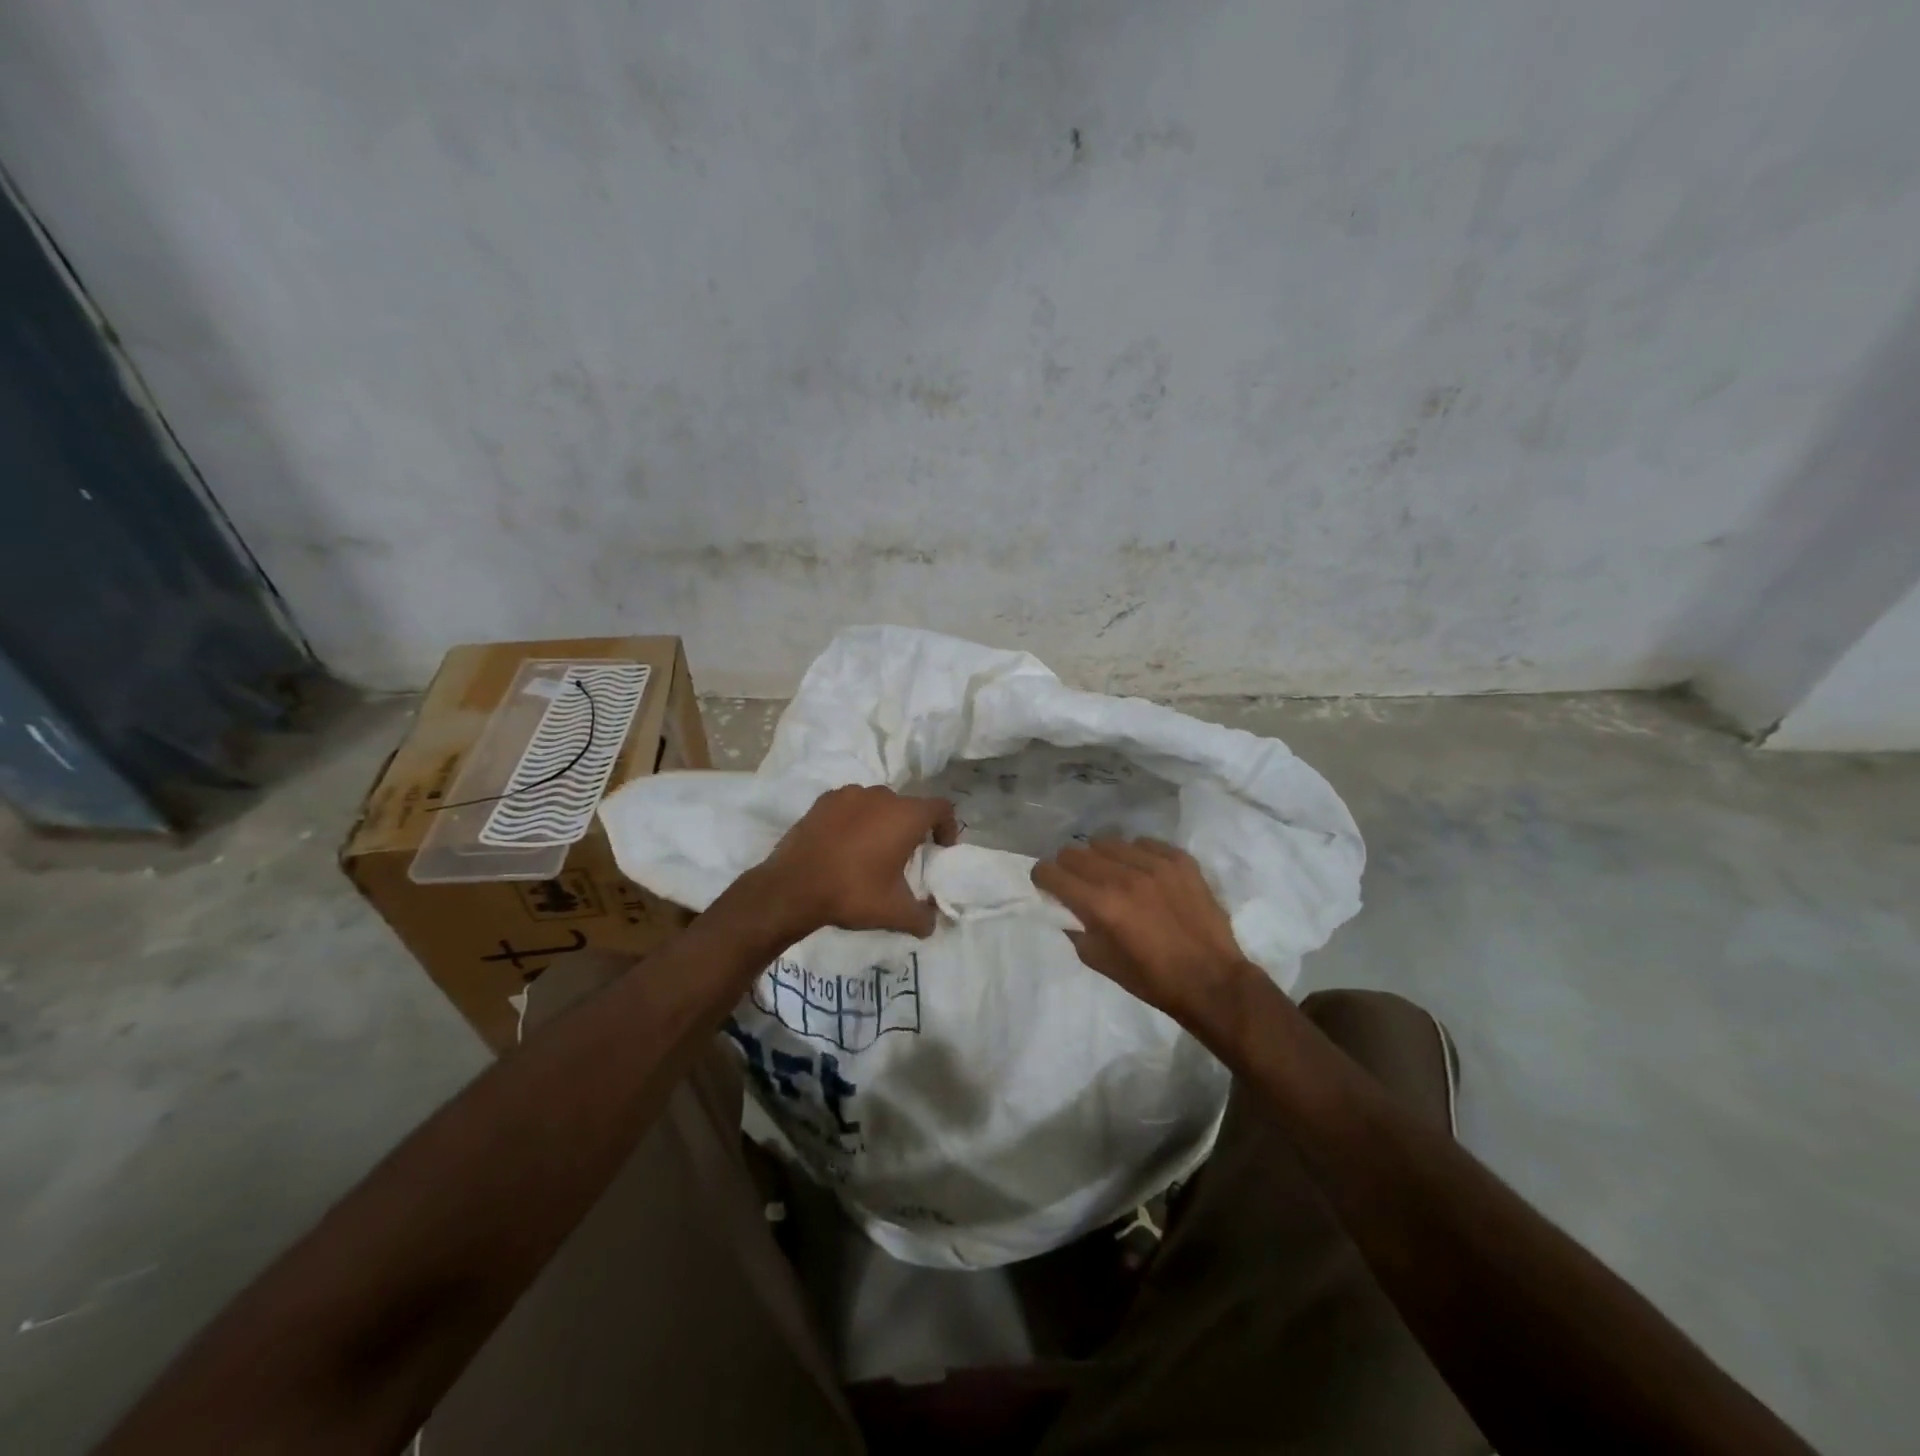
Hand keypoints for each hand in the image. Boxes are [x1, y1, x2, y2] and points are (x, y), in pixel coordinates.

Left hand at [759, 785, 957, 937]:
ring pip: (877, 804)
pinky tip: (844, 845)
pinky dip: (854, 820)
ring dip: (881, 822)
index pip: (941, 809)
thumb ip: (922, 917)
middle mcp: (881, 796)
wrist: (792, 887)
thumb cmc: (853, 892)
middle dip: (911, 828)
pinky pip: (850, 806)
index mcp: (905, 816)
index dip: (947, 827)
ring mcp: (849, 794)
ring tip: (871, 850)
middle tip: (904, 856)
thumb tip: (931, 922)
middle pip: (907, 806)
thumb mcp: (895, 913)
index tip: (940, 849)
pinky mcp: (823, 801)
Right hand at [1032, 839, 1256, 1028]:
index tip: (1047, 885)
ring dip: (1101, 858)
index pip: (1051, 871)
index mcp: (1100, 905)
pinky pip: (1144, 843)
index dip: (1042, 877)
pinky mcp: (1179, 860)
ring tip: (1112, 874)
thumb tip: (1065, 909)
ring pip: (1107, 842)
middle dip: (1068, 866)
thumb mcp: (1101, 962)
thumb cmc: (1153, 980)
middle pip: (1075, 852)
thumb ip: (1076, 930)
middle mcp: (1123, 876)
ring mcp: (1154, 864)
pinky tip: (1143, 873)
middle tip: (1077, 882)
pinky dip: (1136, 855)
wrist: (1212, 981)